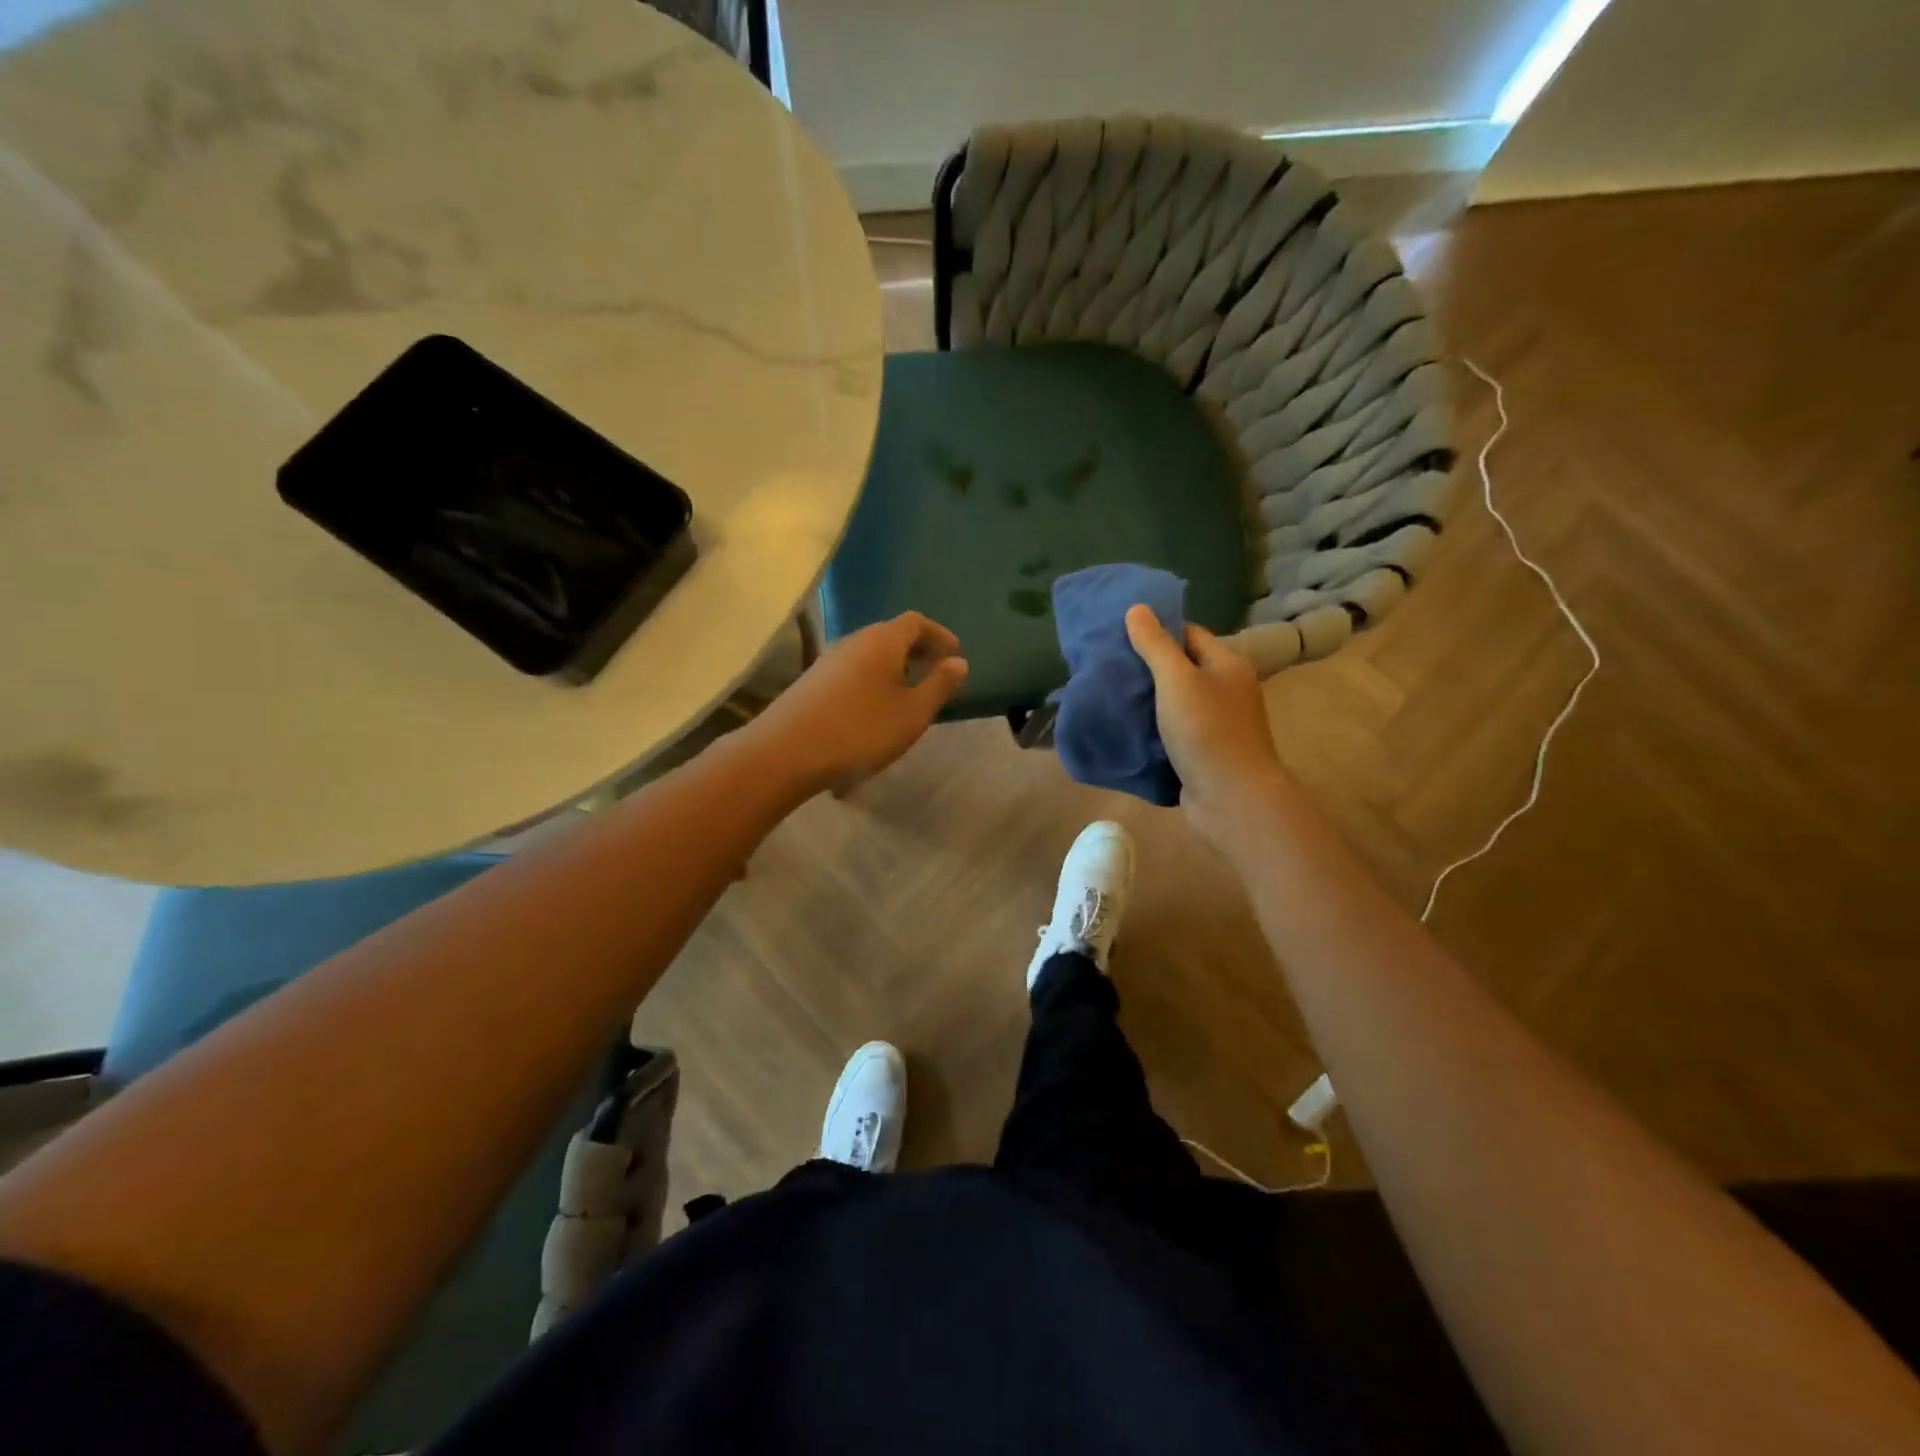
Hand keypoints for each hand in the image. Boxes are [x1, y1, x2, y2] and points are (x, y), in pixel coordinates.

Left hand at [749, 612, 968, 796]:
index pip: (916, 622)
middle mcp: (854, 640)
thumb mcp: (912, 713)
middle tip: (936, 673)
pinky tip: (875, 708)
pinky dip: (874, 679)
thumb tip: (958, 662)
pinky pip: (853, 670)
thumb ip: (938, 685)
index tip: (955, 655)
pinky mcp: (813, 682)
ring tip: (909, 694)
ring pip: (870, 653)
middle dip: (917, 650)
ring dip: (894, 667)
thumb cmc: (860, 730)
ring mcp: (828, 660)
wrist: (786, 752)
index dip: (939, 635)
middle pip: (891, 634)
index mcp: (882, 640)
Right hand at [1125, 605, 1288, 843]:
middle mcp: (1227, 691)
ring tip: (1110, 695)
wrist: (1231, 799)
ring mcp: (1217, 724)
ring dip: (1147, 701)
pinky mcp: (1204, 753)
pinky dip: (1153, 730)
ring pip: (1176, 703)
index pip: (1189, 634)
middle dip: (1147, 668)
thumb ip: (1155, 645)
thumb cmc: (1206, 731)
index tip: (1121, 635)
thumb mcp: (1176, 680)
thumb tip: (1137, 608)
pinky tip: (1126, 729)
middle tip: (1109, 666)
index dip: (1158, 631)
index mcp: (1227, 665)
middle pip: (1182, 668)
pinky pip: (1174, 732)